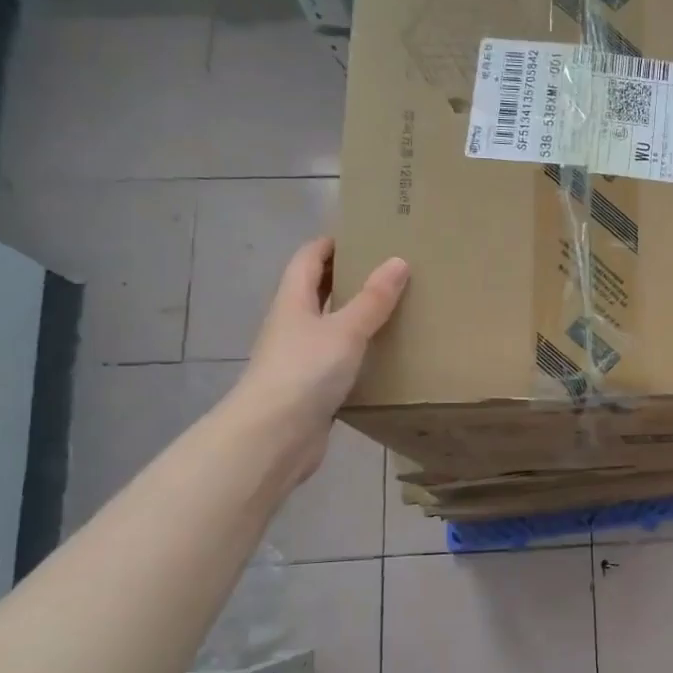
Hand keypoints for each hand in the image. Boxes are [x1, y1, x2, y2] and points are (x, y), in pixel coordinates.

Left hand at [225, 238, 408, 481]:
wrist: (274, 437)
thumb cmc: (305, 372)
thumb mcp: (345, 330)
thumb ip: (373, 299)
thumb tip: (398, 261)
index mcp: (293, 302)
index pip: (308, 259)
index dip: (331, 243)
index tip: (364, 235)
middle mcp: (292, 325)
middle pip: (317, 291)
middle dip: (347, 277)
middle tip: (389, 271)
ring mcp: (300, 359)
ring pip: (329, 327)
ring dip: (355, 317)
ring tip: (395, 309)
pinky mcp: (311, 389)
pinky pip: (338, 360)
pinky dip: (359, 353)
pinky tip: (386, 357)